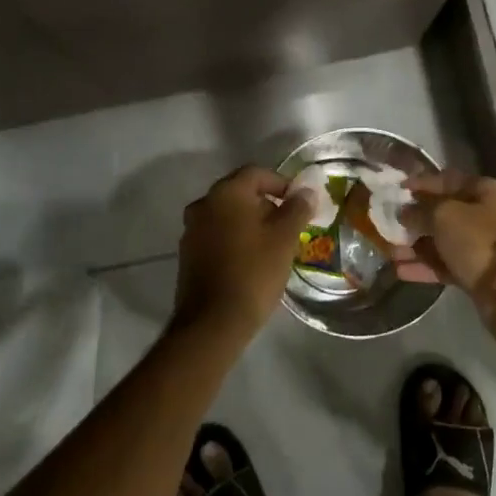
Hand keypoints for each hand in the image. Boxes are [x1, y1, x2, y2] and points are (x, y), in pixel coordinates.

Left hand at [173, 165, 314, 343]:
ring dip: (250, 223)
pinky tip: (250, 261)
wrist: (213, 322)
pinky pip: (216, 235)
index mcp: (226, 193)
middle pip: (240, 192)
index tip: (299, 203)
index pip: (256, 173)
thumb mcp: (285, 238)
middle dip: (266, 204)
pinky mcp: (188, 254)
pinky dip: (234, 239)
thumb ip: (297, 209)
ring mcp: (191, 230)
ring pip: (227, 215)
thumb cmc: (254, 272)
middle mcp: (203, 204)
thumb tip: (306, 192)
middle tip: (288, 226)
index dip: (281, 183)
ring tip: (272, 245)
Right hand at [396, 172, 495, 337]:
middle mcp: (484, 215)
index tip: (398, 188)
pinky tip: (399, 270)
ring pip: (442, 240)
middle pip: (444, 212)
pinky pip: (445, 264)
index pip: (447, 180)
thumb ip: (421, 210)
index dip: (422, 183)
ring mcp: (481, 245)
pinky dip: (424, 266)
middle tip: (389, 221)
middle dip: (416, 217)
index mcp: (484, 192)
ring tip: (389, 250)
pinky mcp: (476, 271)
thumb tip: (405, 212)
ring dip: (416, 245)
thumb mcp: (444, 215)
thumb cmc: (477, 239)